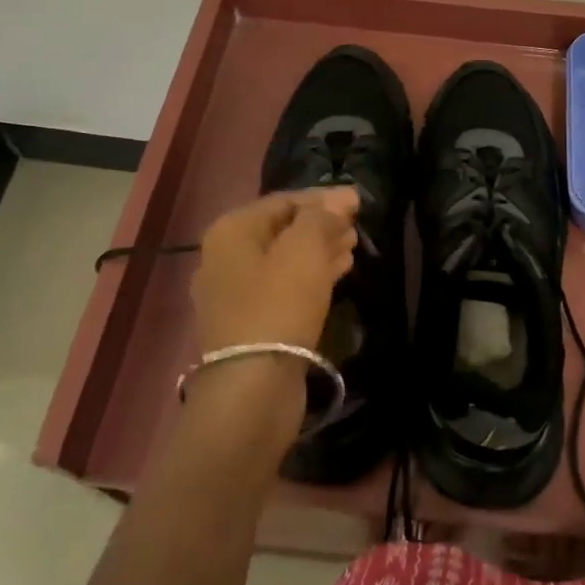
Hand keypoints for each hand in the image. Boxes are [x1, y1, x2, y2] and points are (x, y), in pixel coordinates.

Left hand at [191, 188, 358, 356]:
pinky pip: (284, 286)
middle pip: (282, 229)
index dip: (323, 198)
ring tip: (353, 245)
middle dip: (321, 224)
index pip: (284, 200)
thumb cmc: (279, 304)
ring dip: (319, 249)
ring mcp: (234, 293)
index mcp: (232, 231)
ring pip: (285, 259)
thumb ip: (322, 216)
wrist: (252, 387)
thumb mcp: (305, 248)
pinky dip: (311, 275)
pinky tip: (340, 271)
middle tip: (356, 224)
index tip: (358, 200)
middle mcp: (226, 257)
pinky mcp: (249, 323)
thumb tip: (340, 198)